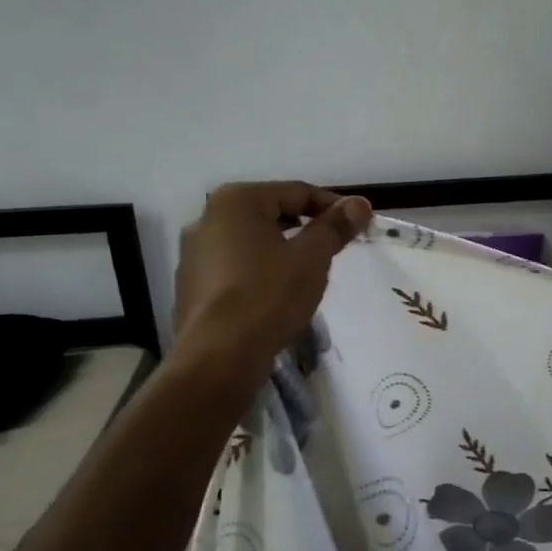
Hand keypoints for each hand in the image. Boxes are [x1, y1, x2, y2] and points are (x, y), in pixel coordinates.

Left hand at [173, 182, 371, 368]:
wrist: (219, 358)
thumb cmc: (269, 295)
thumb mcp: (312, 257)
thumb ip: (335, 226)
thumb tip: (359, 204)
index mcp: (236, 201)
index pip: (297, 192)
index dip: (334, 206)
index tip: (360, 224)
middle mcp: (208, 218)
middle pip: (272, 213)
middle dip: (307, 228)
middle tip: (337, 248)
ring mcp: (194, 253)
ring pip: (253, 241)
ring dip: (283, 250)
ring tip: (309, 274)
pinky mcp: (191, 285)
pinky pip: (236, 267)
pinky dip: (261, 271)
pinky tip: (277, 295)